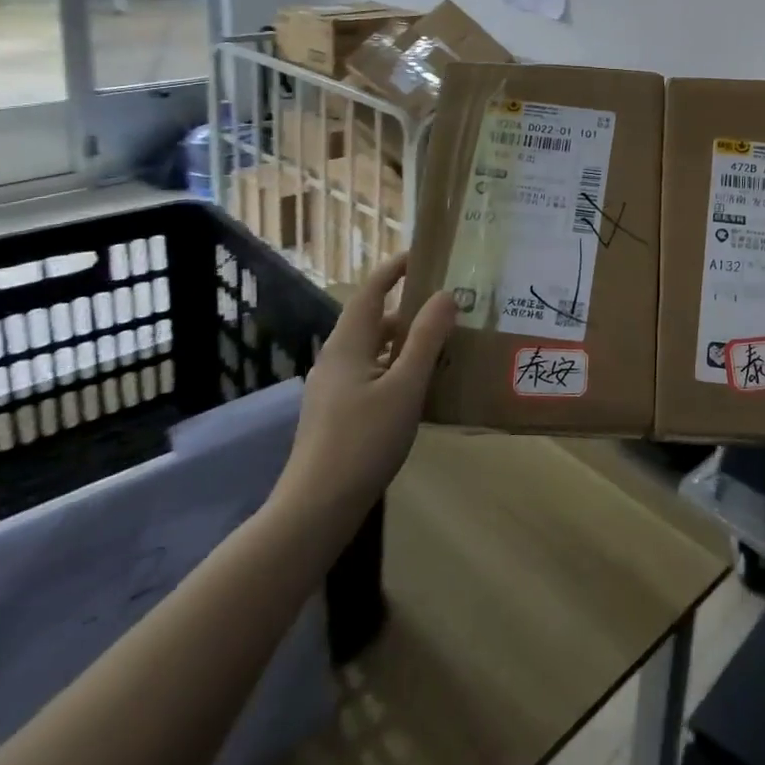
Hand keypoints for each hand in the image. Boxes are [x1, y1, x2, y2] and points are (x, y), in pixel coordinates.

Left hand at [265, 254, 454, 561]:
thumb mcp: (406, 386)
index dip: (395, 268)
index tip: (423, 254)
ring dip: (405, 342)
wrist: (315, 509)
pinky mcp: (335, 414)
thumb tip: (446, 294)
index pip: (371, 290)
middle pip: (374, 320)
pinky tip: (419, 389)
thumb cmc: (363, 440)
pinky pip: (370, 375)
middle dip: (409, 309)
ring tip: (443, 346)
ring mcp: (332, 388)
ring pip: (374, 350)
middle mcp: (336, 358)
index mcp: (348, 343)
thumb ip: (426, 338)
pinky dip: (396, 368)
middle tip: (449, 306)